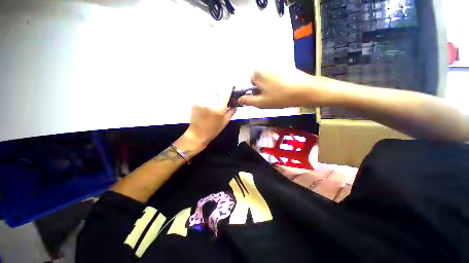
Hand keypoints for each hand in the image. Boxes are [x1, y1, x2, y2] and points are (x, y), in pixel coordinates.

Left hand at [183, 88, 236, 148]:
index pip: (226, 92)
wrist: (197, 134)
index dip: (229, 88)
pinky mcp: (195, 102)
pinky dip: (207, 99)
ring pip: (211, 93)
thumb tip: (235, 104)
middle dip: (222, 94)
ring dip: (214, 96)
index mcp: (219, 108)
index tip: (231, 88)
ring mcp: (202, 101)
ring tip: (214, 105)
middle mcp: (210, 102)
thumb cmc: (213, 130)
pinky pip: (204, 97)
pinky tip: (207, 106)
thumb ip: (231, 112)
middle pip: (218, 91)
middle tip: (222, 100)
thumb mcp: (225, 122)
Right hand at [238, 69, 326, 108]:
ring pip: (268, 80)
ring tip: (280, 94)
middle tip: (272, 98)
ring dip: (271, 87)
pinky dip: (279, 84)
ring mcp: (276, 65)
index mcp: (257, 73)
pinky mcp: (286, 67)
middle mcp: (265, 65)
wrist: (306, 91)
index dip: (257, 93)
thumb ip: (247, 101)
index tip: (264, 98)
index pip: (251, 84)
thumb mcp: (261, 102)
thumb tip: (239, 99)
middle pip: (259, 81)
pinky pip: (277, 77)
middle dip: (263, 90)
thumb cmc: (280, 97)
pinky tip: (285, 89)